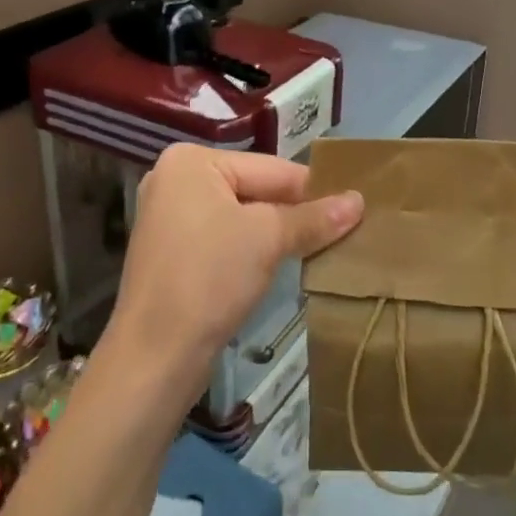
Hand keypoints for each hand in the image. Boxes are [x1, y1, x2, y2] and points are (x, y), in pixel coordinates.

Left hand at [101, 144, 363, 405]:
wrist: (156, 354)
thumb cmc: (210, 278)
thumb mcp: (268, 239)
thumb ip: (314, 217)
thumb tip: (359, 201)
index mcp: (192, 161)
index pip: (272, 168)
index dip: (315, 190)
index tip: (357, 208)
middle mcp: (176, 180)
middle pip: (256, 190)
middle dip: (296, 214)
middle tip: (347, 231)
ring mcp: (170, 217)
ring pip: (242, 217)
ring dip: (278, 234)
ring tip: (322, 249)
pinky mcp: (173, 252)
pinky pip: (225, 238)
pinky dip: (253, 250)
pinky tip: (282, 265)